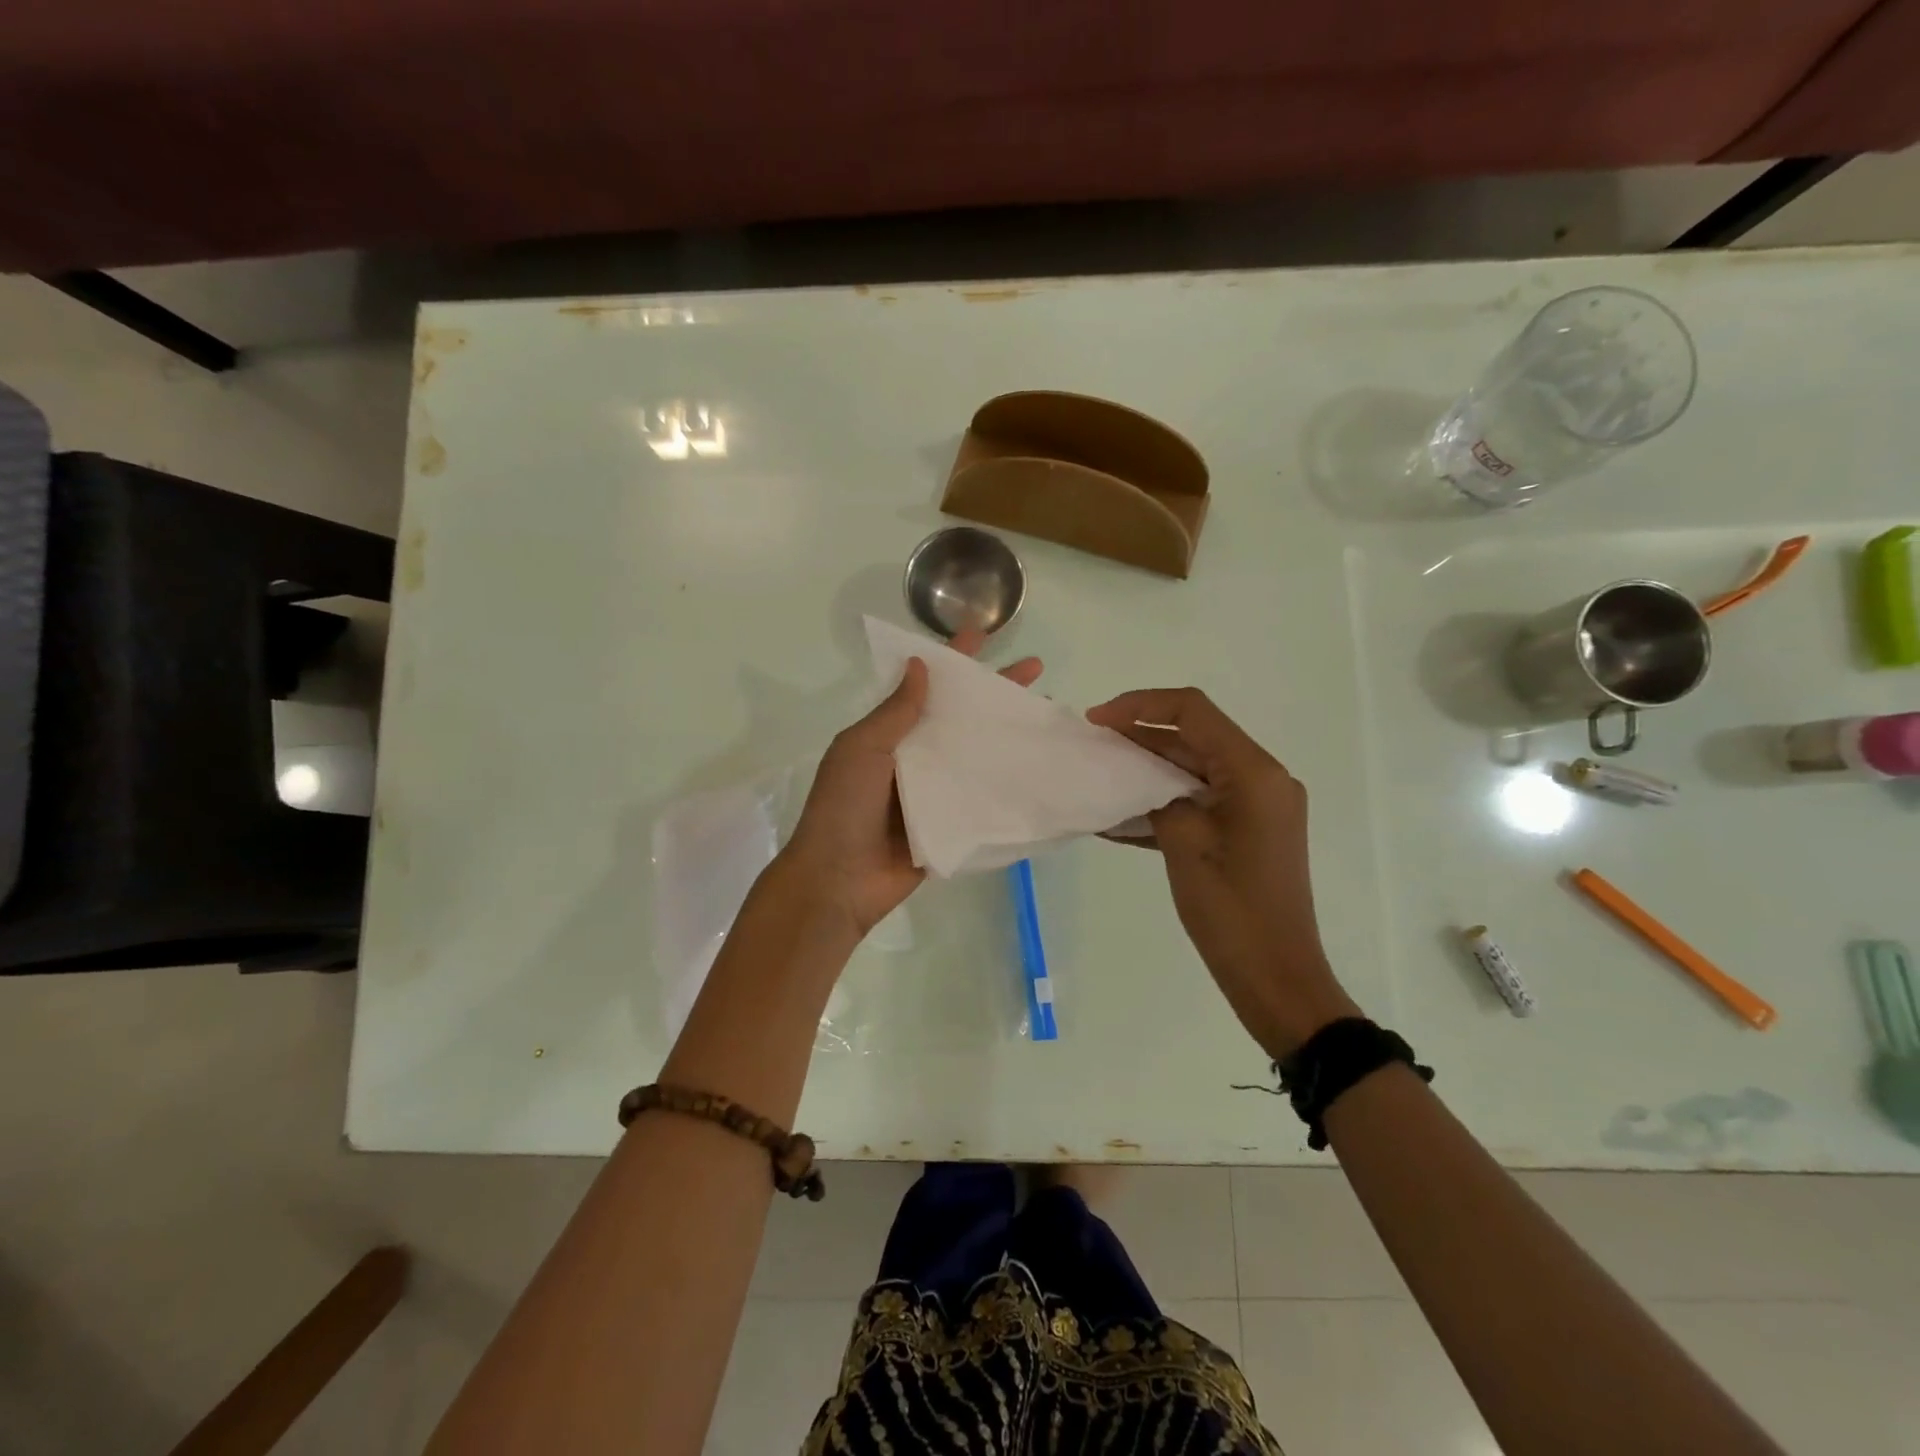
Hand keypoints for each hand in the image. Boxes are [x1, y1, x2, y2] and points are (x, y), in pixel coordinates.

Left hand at [782, 628, 1041, 940]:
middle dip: (995, 694)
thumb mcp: (861, 749)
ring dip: (1007, 735)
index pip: (925, 687)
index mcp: (889, 734)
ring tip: (1048, 716)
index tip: (982, 633)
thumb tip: (921, 664)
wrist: (839, 882)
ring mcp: (934, 791)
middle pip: (961, 717)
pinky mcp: (950, 823)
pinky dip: (1006, 782)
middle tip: (1036, 672)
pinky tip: (1039, 769)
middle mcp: (915, 757)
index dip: (952, 660)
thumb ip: (894, 712)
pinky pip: (980, 796)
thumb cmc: (844, 807)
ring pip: (976, 754)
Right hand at [1085, 687, 1357, 1056]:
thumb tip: (1140, 781)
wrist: (1276, 979)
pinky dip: (1162, 804)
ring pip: (1193, 770)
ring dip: (1147, 770)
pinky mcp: (1246, 832)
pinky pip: (1199, 803)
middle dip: (1140, 737)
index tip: (1097, 720)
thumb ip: (1158, 797)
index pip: (1193, 712)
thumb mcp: (1185, 844)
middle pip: (1194, 738)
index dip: (1140, 705)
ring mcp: (1256, 807)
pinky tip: (1118, 817)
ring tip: (1098, 773)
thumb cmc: (1232, 911)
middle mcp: (1261, 779)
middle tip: (1091, 744)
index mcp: (1254, 773)